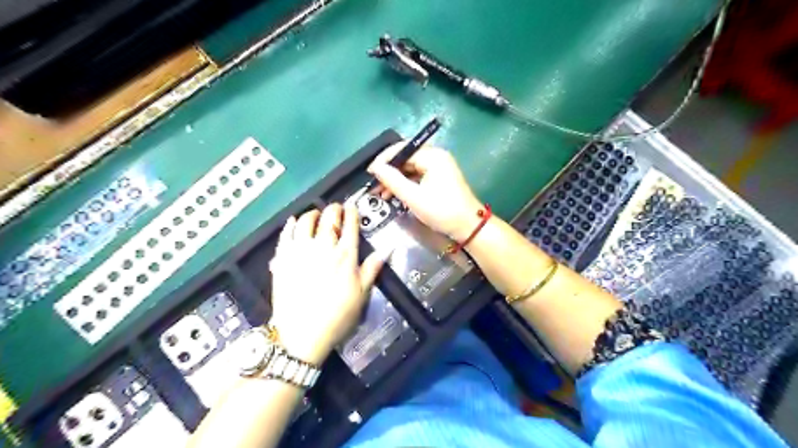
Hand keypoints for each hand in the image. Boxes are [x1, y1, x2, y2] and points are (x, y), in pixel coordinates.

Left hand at [268, 203, 386, 364]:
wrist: (302, 335)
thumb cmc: (337, 316)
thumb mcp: (361, 295)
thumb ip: (372, 269)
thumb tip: (386, 250)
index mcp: (345, 255)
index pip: (350, 225)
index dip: (352, 212)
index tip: (352, 207)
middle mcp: (323, 247)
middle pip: (328, 218)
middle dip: (334, 209)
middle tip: (336, 209)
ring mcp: (300, 251)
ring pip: (305, 221)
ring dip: (312, 214)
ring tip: (316, 215)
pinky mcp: (282, 259)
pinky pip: (285, 235)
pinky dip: (290, 225)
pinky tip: (293, 221)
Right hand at [366, 143, 479, 241]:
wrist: (468, 227)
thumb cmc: (442, 211)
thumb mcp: (413, 197)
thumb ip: (393, 180)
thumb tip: (376, 168)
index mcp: (433, 156)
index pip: (402, 149)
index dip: (384, 160)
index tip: (370, 173)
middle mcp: (436, 157)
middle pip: (406, 158)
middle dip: (389, 172)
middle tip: (374, 185)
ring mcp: (439, 168)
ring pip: (410, 169)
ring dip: (396, 180)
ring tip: (381, 193)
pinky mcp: (439, 179)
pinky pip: (417, 177)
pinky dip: (406, 185)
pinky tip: (395, 195)